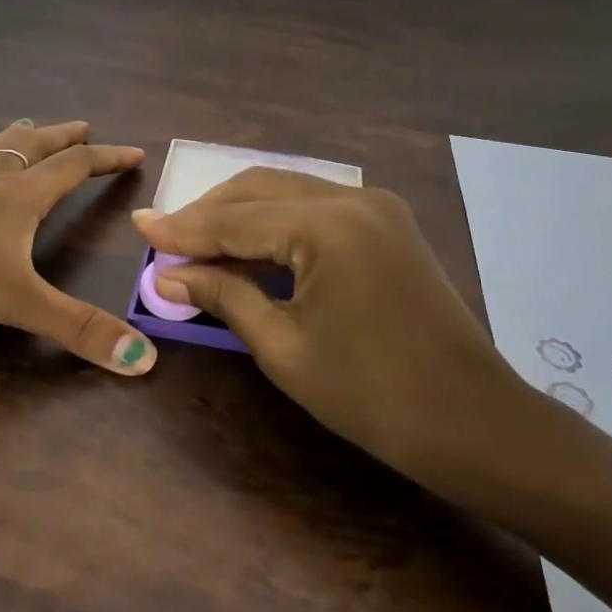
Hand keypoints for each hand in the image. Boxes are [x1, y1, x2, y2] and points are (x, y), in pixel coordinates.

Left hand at [0, 120, 157, 375]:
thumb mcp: (17, 301)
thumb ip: (78, 329)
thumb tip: (145, 360)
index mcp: (20, 198)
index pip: (75, 168)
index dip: (107, 159)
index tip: (134, 152)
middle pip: (33, 149)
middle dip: (61, 138)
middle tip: (82, 125)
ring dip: (12, 139)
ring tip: (25, 124)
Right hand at [132, 169, 546, 505]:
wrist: (473, 422)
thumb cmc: (372, 395)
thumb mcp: (284, 347)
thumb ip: (224, 296)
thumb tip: (166, 276)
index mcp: (328, 225)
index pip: (236, 219)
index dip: (183, 229)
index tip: (139, 227)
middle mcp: (353, 198)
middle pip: (260, 189)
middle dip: (209, 213)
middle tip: (166, 238)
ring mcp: (377, 207)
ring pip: (289, 192)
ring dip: (242, 213)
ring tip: (198, 242)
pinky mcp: (389, 224)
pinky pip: (317, 208)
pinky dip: (277, 222)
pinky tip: (251, 244)